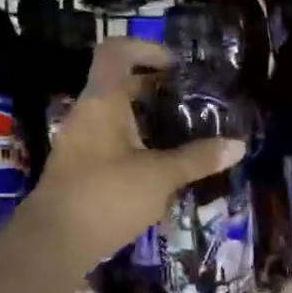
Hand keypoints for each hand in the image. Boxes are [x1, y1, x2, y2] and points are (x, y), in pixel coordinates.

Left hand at [28, 37, 245, 273]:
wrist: (52, 244)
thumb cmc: (106, 196)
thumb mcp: (160, 177)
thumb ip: (198, 159)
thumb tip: (239, 145)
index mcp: (101, 101)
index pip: (116, 52)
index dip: (146, 48)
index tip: (176, 66)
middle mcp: (86, 115)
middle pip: (118, 85)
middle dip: (154, 90)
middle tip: (190, 103)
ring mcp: (79, 144)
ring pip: (115, 118)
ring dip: (146, 121)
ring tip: (181, 135)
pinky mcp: (80, 171)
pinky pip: (110, 144)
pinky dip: (135, 146)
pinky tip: (159, 169)